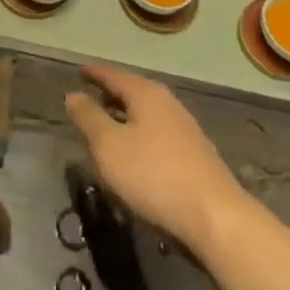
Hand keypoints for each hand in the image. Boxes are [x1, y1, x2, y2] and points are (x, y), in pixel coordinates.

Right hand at [66, 65, 246, 251]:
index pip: (113, 75)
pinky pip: (158, 134)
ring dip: (126, 117)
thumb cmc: (153, 175)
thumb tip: (73, 95)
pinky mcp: (195, 155)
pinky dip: (140, 135)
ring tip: (108, 127)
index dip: (94, 74)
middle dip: (111, 95)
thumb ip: (88, 118)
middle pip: (132, 92)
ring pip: (146, 114)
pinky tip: (135, 154)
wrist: (215, 217)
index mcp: (145, 94)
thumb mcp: (108, 146)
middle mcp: (167, 103)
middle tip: (90, 98)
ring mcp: (185, 129)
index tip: (79, 71)